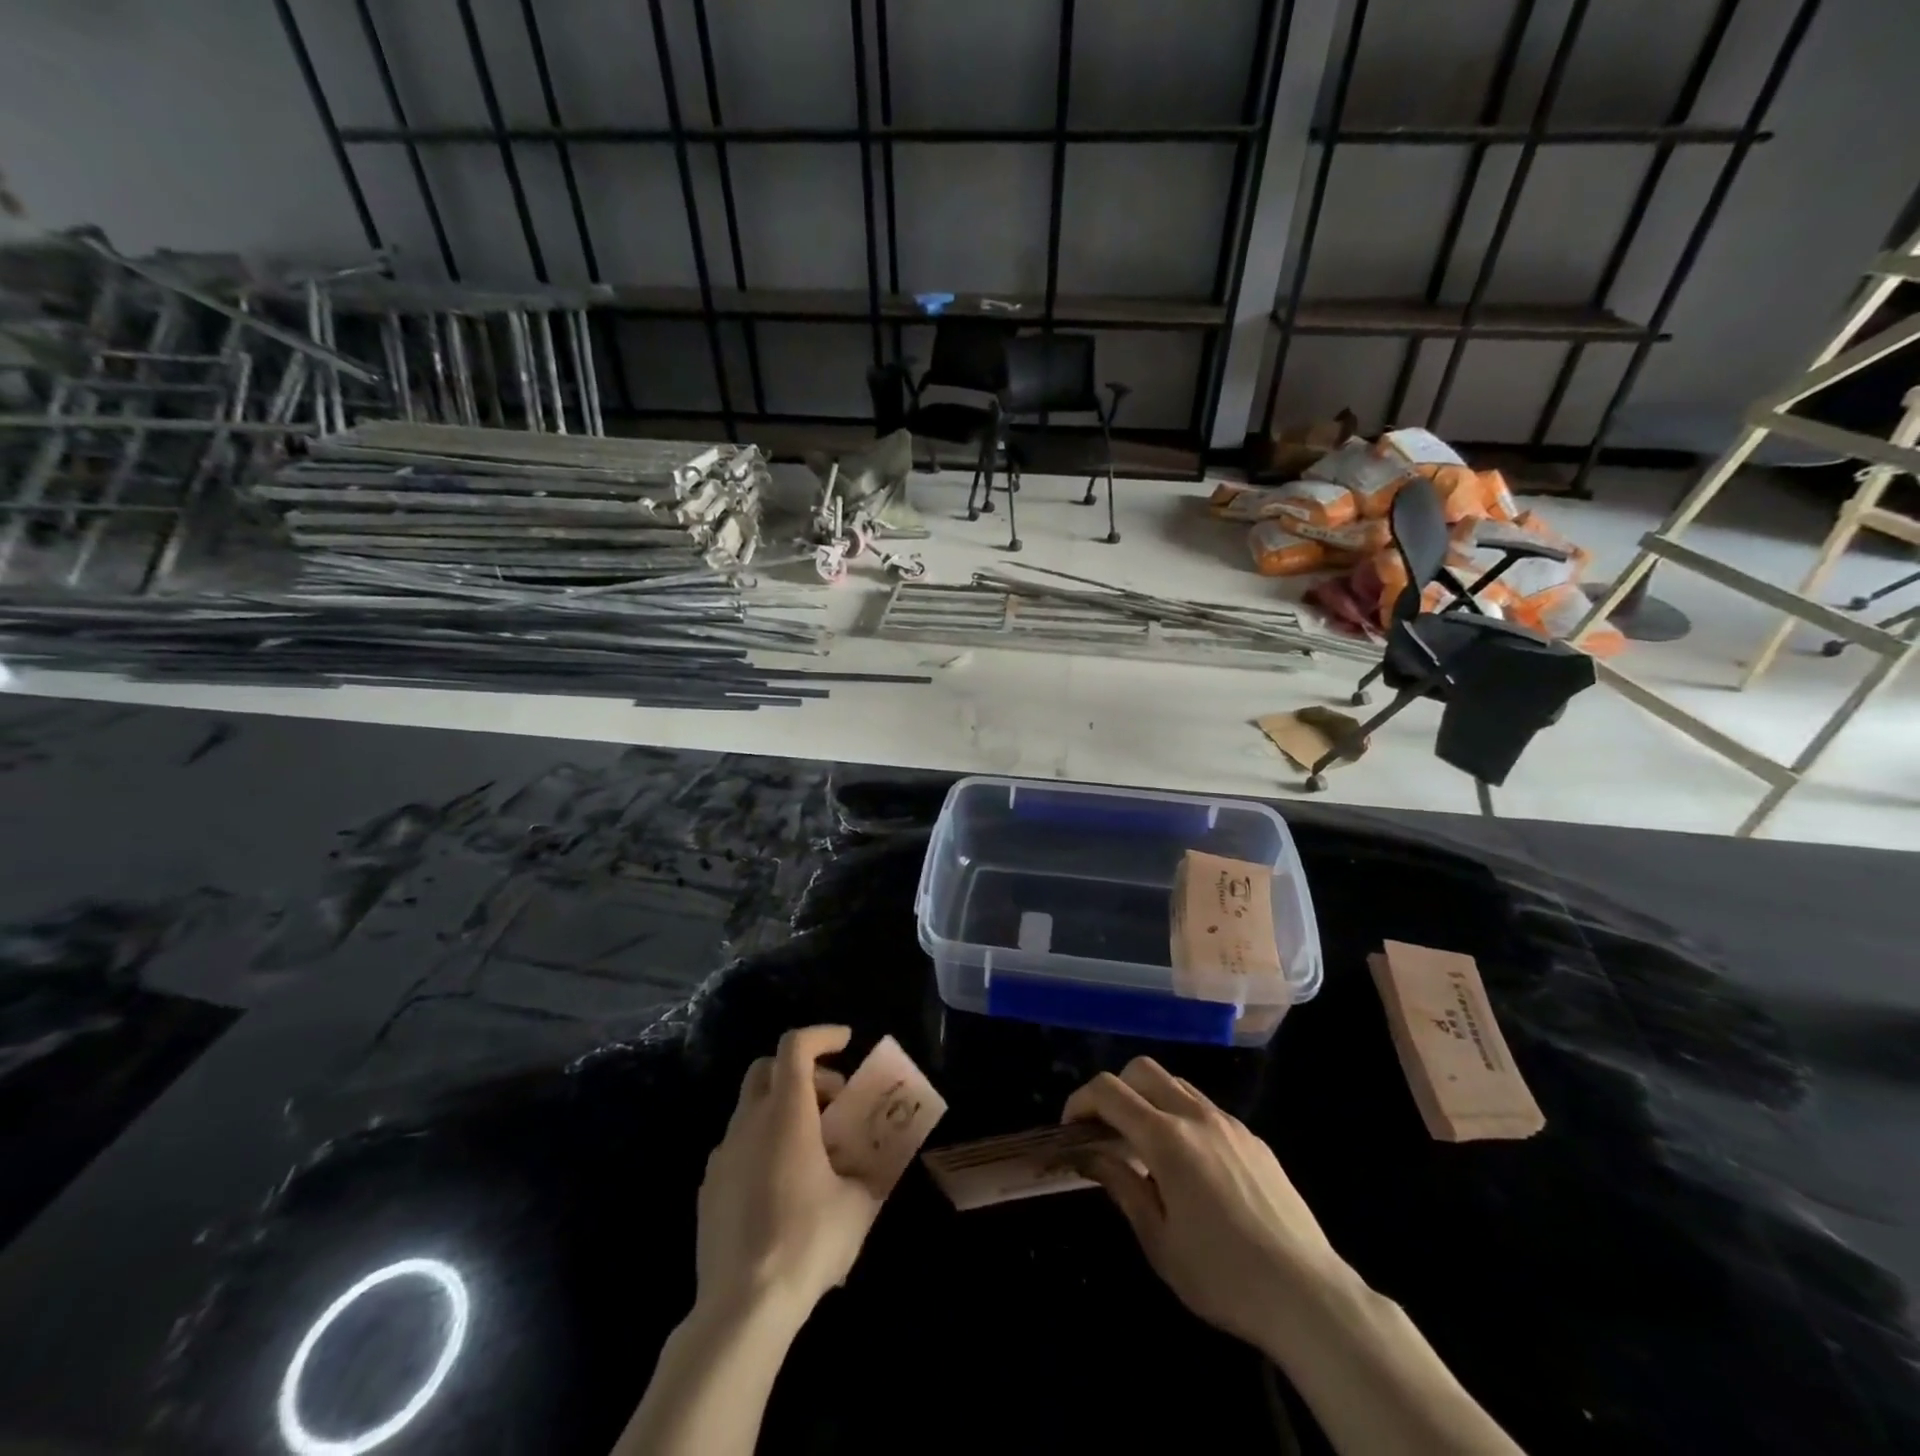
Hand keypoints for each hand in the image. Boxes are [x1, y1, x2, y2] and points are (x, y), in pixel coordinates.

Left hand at [696, 1026, 881, 1323]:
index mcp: (786, 1114)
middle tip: (833, 1099)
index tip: (847, 1042)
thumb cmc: (806, 1242)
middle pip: (768, 1068)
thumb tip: (873, 1163)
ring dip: (783, 1108)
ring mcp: (723, 1155)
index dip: (822, 1034)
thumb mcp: (857, 1205)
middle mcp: (749, 1123)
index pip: (795, 1046)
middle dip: (803, 1071)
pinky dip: (763, 1142)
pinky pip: (738, 1145)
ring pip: (751, 1107)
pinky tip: (782, 1183)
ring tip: (812, 1147)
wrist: (741, 1308)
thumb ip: (868, 1171)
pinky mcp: (709, 1188)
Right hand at [1063, 1057, 1343, 1347]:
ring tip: (1146, 1148)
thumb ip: (1121, 1187)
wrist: (1309, 1296)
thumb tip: (1090, 1155)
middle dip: (1114, 1091)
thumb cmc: (1223, 1277)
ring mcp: (1229, 1123)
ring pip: (1176, 1084)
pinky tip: (1191, 1167)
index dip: (1080, 1101)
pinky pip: (1206, 1109)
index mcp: (1166, 1138)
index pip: (1109, 1091)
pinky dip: (1182, 1118)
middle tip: (1106, 1132)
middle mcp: (1196, 1116)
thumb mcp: (1159, 1242)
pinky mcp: (1254, 1139)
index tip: (1071, 1130)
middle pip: (1142, 1070)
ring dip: (1150, 1100)